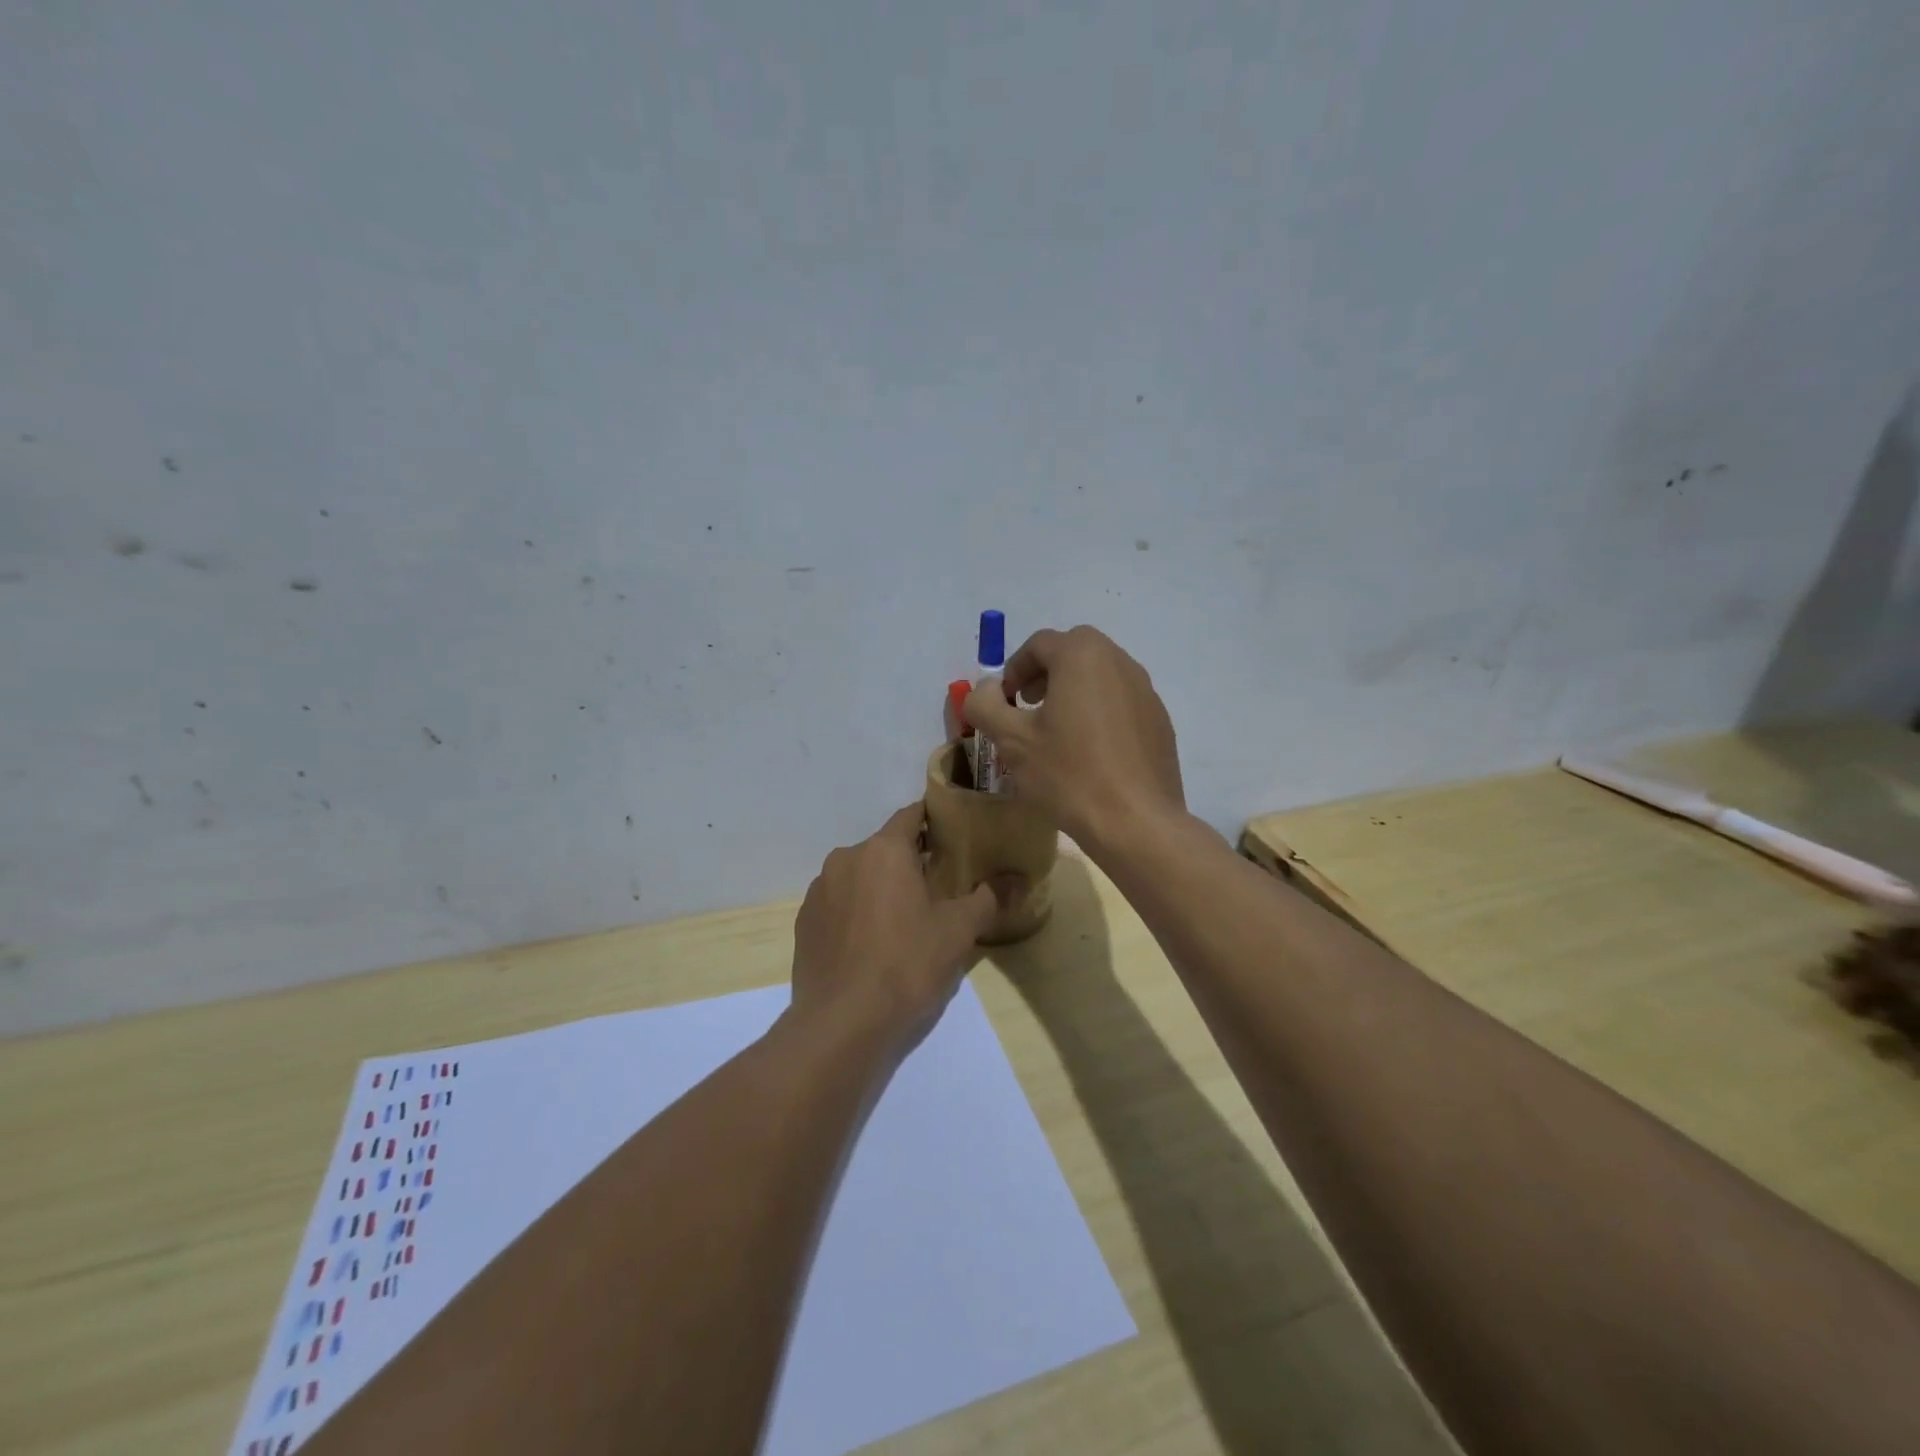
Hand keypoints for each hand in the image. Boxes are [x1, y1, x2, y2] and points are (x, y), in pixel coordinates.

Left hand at [789, 803, 1012, 1048]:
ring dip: (880, 888)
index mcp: (883, 850)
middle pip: (885, 848)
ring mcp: (819, 890)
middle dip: (909, 862)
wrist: (842, 1024)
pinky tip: (870, 945)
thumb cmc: (907, 965)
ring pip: (859, 876)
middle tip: (937, 889)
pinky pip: (838, 904)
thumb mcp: (958, 932)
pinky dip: (855, 912)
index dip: (934, 822)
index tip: (953, 836)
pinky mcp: (804, 922)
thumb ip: (987, 898)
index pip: (912, 815)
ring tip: (903, 922)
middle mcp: (845, 858)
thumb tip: (1014, 880)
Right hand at [964, 625, 1184, 852]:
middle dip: (1044, 675)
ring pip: (1100, 677)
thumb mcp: (1012, 741)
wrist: (1136, 823)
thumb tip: (986, 688)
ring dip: (1072, 692)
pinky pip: (1120, 703)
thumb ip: (986, 705)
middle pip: (1073, 653)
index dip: (1014, 670)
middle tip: (1027, 708)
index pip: (1039, 644)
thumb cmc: (1069, 775)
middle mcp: (1120, 662)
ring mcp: (1146, 691)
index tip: (1004, 702)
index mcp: (1083, 656)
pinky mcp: (1159, 721)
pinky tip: (1089, 753)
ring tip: (1056, 731)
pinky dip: (1099, 713)